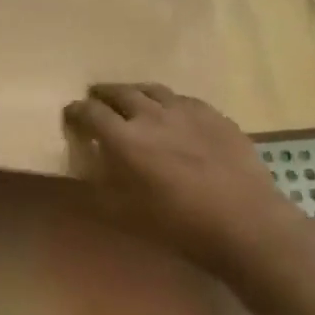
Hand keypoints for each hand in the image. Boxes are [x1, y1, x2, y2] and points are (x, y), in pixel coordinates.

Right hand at [63, 84, 295, 269]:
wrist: (243, 219)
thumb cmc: (178, 225)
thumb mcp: (125, 217)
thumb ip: (99, 189)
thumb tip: (84, 171)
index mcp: (125, 138)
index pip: (91, 113)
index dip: (76, 111)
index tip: (71, 114)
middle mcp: (151, 114)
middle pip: (120, 92)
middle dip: (103, 94)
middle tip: (96, 98)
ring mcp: (185, 109)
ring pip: (152, 90)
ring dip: (134, 92)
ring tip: (130, 98)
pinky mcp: (212, 113)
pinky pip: (181, 99)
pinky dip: (167, 102)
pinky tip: (171, 112)